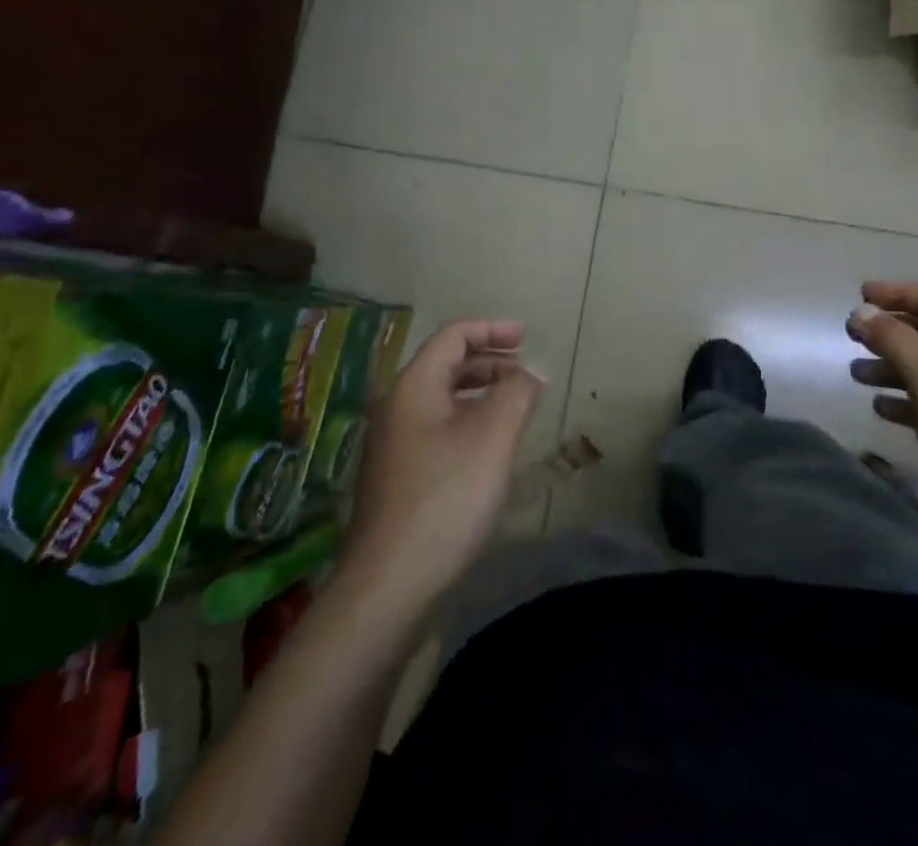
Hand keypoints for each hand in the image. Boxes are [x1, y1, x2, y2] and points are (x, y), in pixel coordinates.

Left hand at [340, 319, 543, 614]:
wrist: (389, 588)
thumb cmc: (445, 499)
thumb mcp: (493, 437)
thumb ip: (516, 393)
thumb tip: (528, 372)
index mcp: (413, 388)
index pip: (452, 337)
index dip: (491, 329)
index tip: (526, 337)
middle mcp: (396, 408)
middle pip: (444, 365)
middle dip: (488, 360)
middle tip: (524, 368)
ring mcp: (393, 446)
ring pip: (441, 400)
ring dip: (479, 392)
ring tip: (514, 404)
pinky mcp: (398, 479)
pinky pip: (437, 429)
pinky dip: (468, 421)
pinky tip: (489, 448)